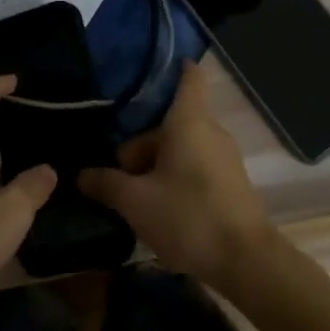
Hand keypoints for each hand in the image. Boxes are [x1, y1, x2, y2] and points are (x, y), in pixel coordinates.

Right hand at [79, 62, 277, 289]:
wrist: (246, 263)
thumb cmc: (188, 217)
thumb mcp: (135, 201)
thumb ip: (106, 183)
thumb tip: (82, 175)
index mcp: (189, 121)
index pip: (188, 77)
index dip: (173, 67)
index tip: (151, 70)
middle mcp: (210, 131)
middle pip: (170, 123)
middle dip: (142, 146)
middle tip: (119, 177)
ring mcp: (224, 158)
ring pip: (181, 148)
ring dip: (156, 167)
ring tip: (136, 201)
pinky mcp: (231, 184)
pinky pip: (195, 168)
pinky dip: (175, 180)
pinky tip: (161, 212)